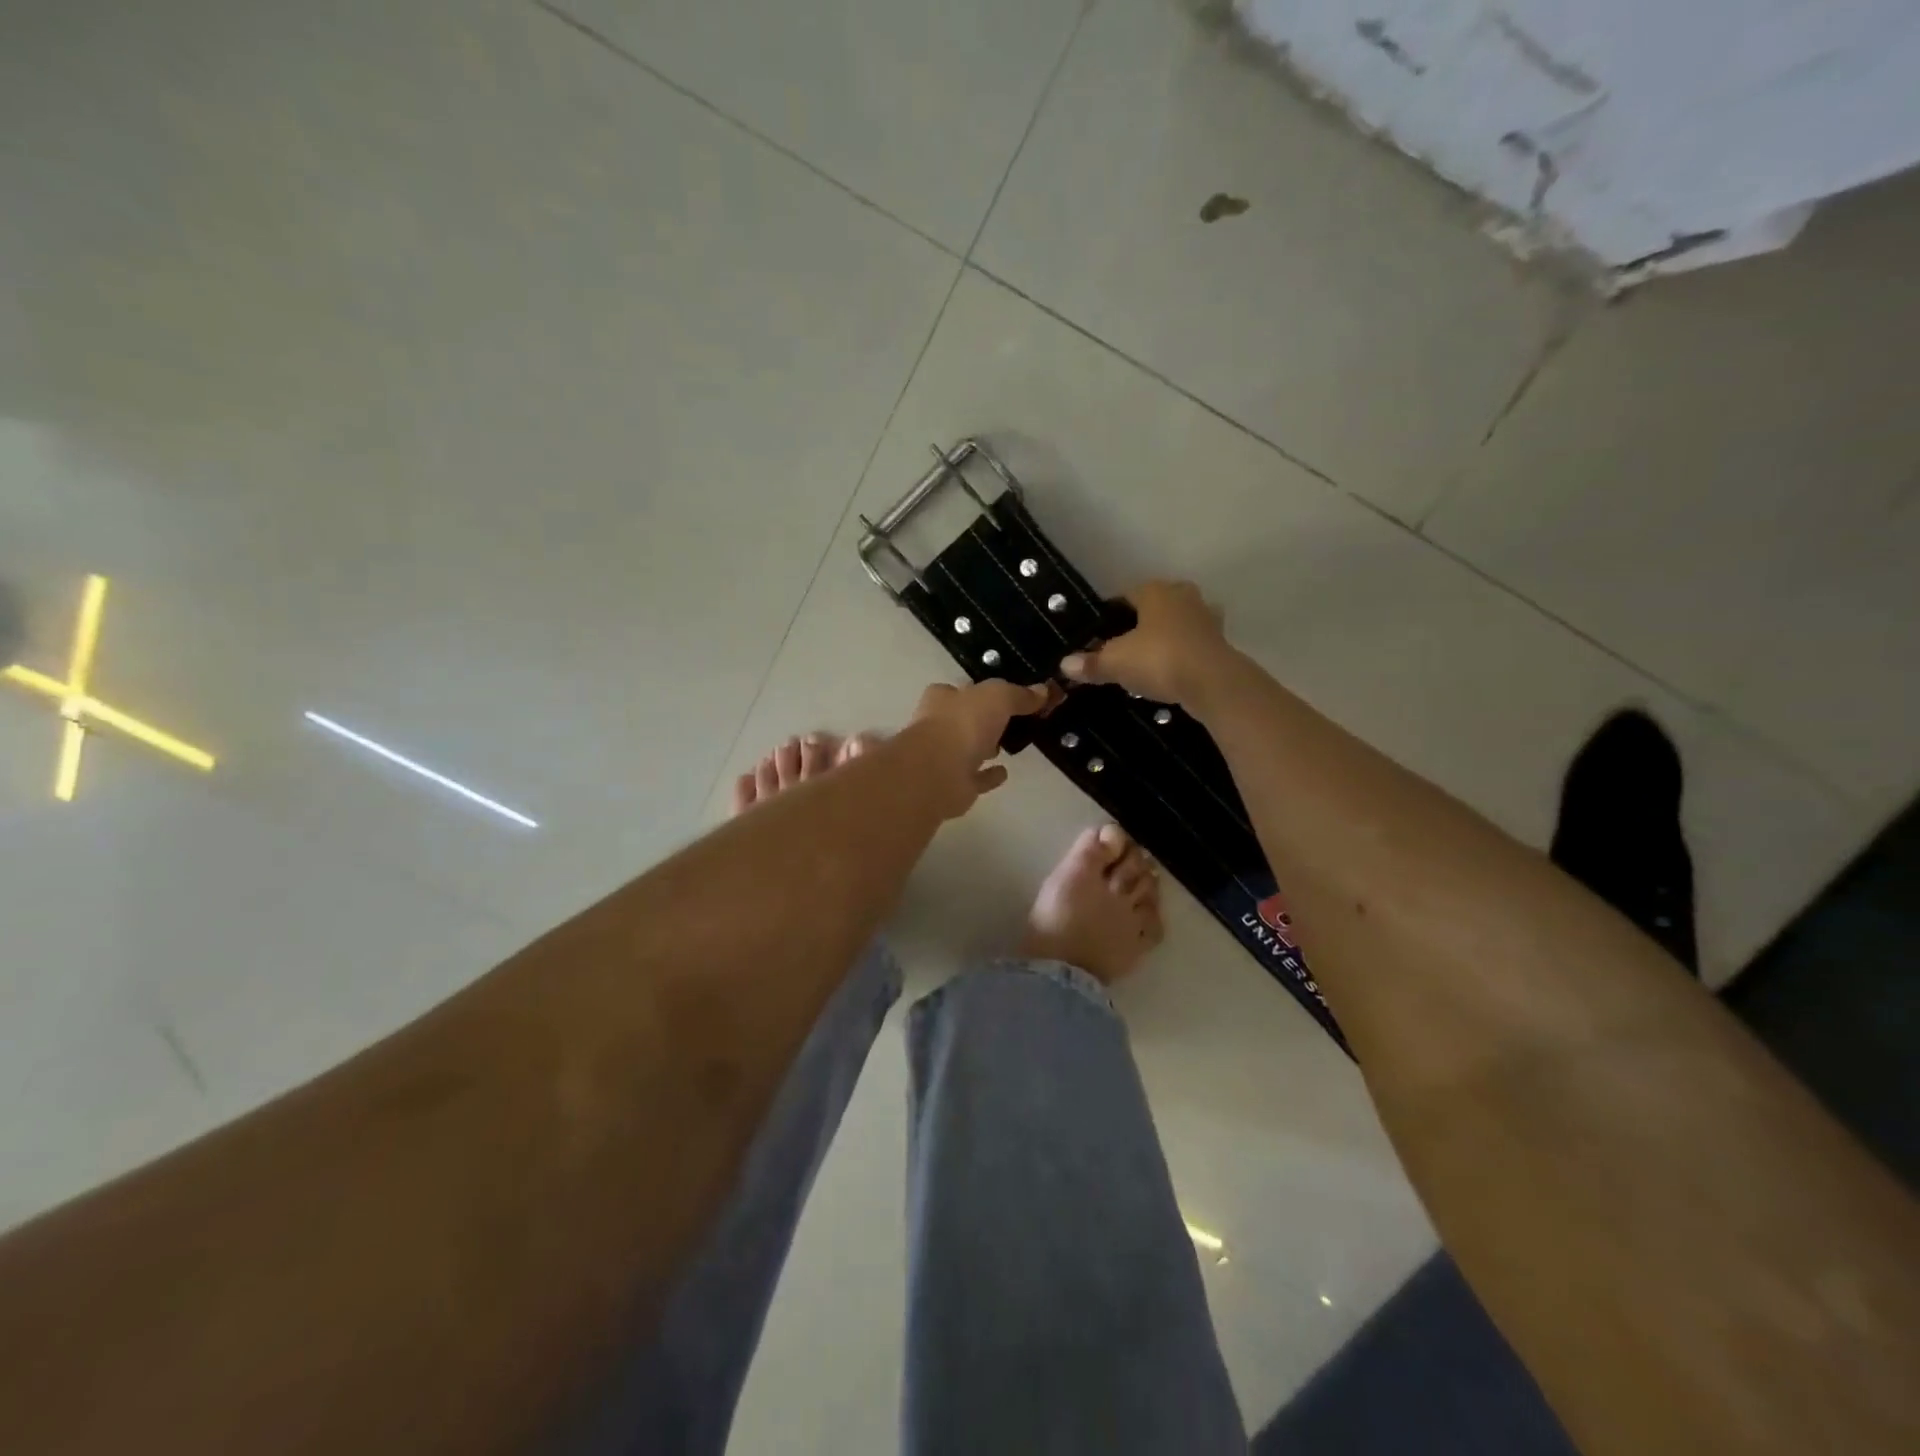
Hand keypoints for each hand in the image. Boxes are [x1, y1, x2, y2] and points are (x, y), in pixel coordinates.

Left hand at [905, 679, 1052, 817]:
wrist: (938, 773)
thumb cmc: (963, 724)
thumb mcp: (998, 697)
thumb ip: (1019, 694)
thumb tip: (1043, 691)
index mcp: (942, 699)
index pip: (961, 690)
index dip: (981, 691)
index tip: (1005, 695)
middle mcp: (938, 726)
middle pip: (965, 719)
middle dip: (983, 720)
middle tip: (1013, 719)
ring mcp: (944, 758)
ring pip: (968, 749)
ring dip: (985, 747)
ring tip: (1010, 744)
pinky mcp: (954, 786)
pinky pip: (976, 778)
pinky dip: (989, 776)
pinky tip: (1004, 772)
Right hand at [1059, 580, 1234, 705]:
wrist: (1213, 682)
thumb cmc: (1159, 659)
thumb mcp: (1116, 662)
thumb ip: (1091, 662)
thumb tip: (1065, 665)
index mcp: (1155, 591)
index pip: (1126, 595)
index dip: (1110, 615)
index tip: (1098, 635)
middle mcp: (1183, 596)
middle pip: (1155, 607)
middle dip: (1141, 624)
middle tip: (1123, 648)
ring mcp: (1206, 618)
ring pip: (1177, 624)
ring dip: (1165, 638)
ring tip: (1146, 661)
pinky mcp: (1220, 643)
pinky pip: (1192, 645)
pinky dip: (1181, 655)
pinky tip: (1170, 673)